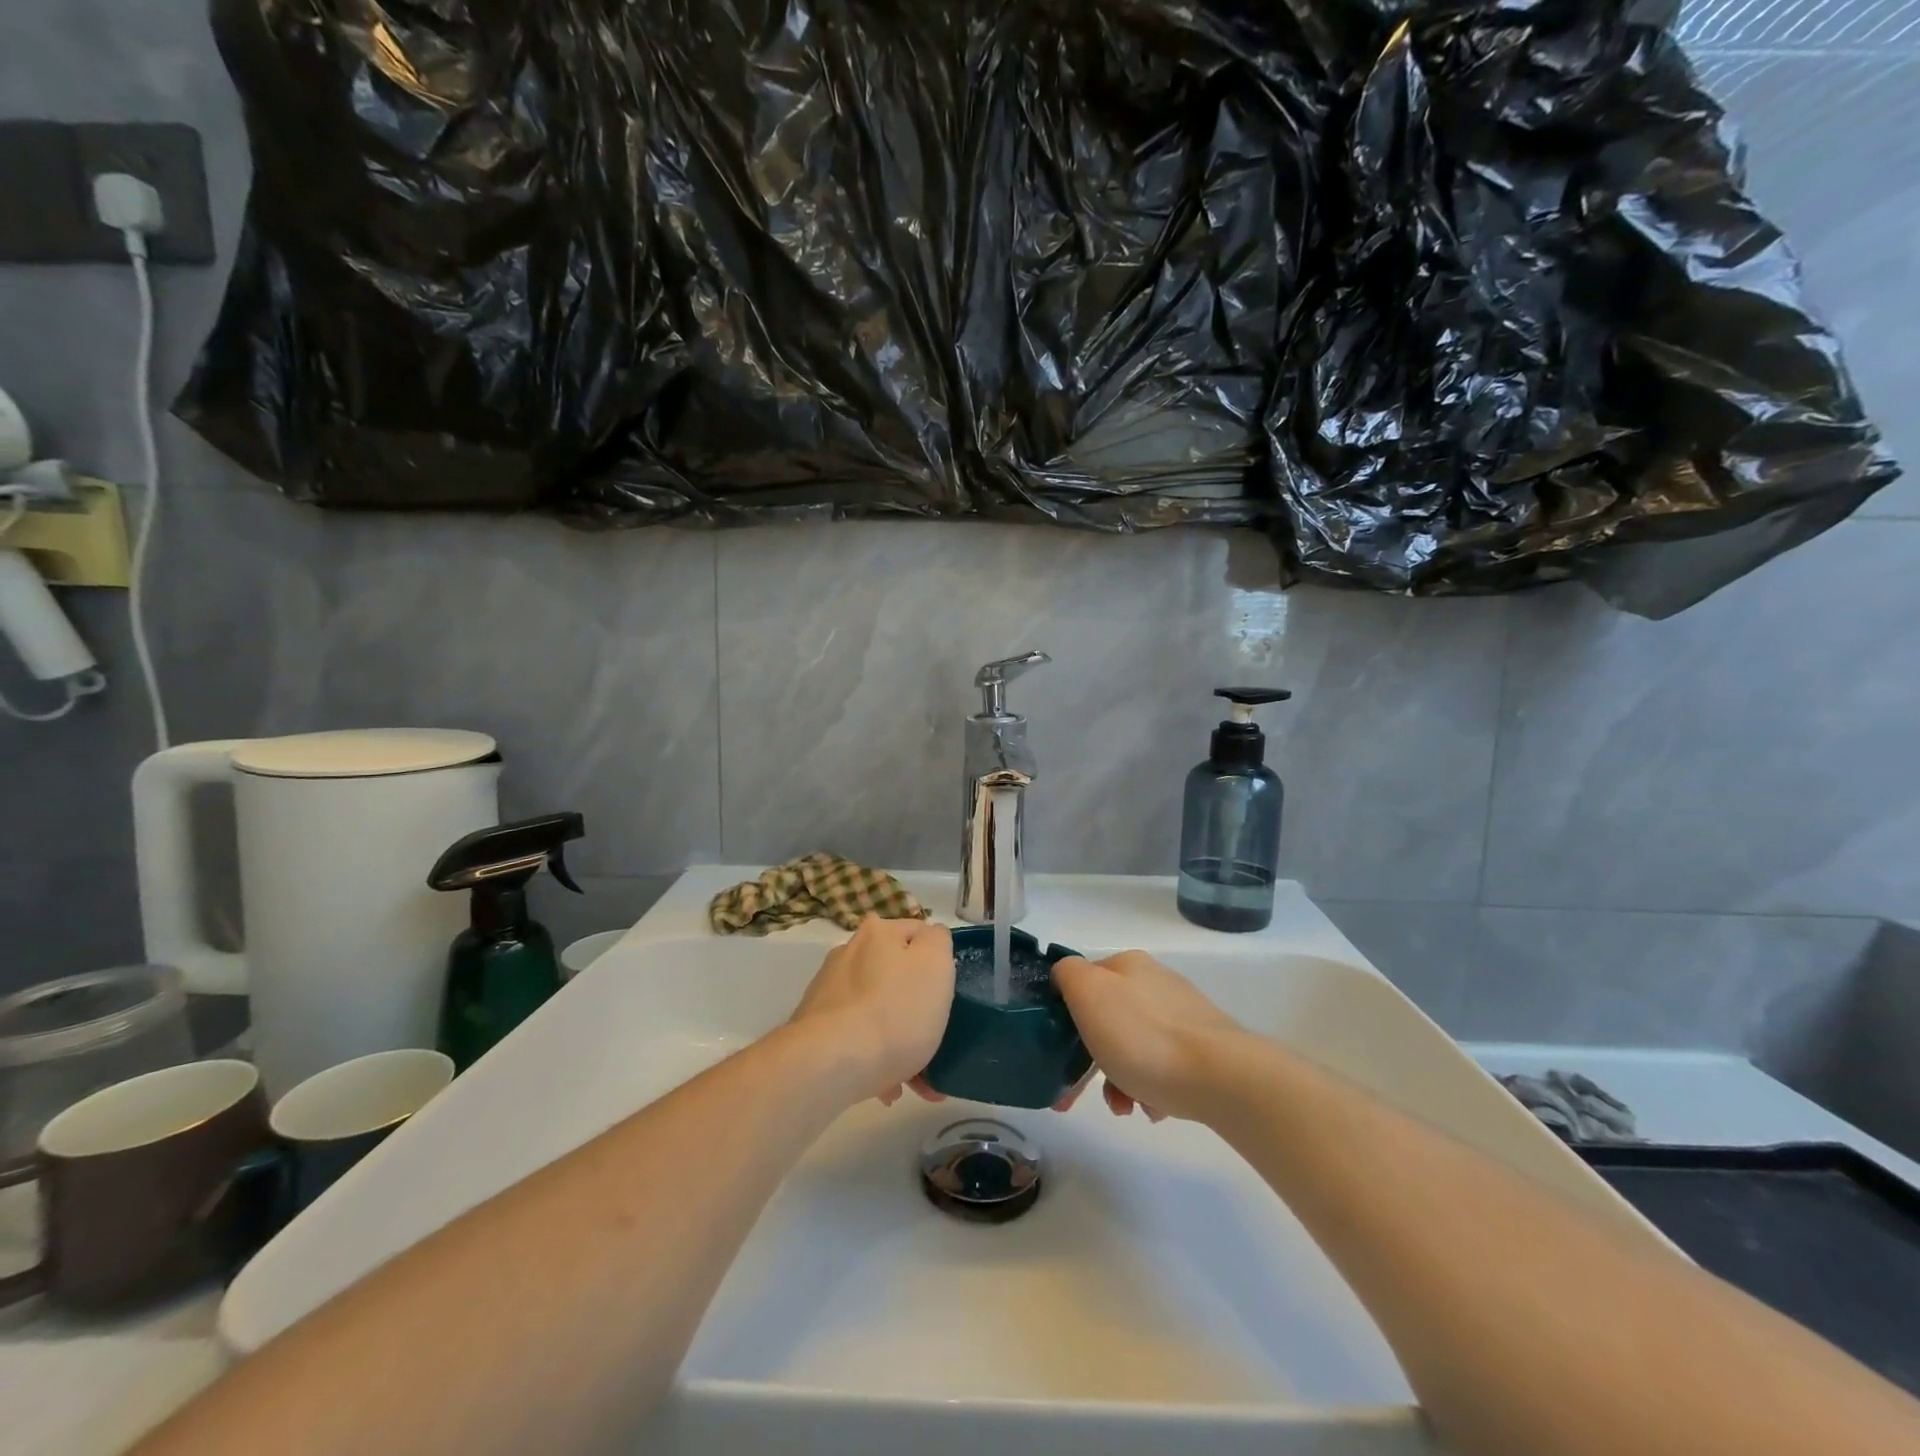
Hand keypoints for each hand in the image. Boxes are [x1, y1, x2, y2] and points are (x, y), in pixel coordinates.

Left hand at [790, 914, 953, 1105]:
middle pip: (896, 976)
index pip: (918, 934)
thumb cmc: (895, 1012)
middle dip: (917, 1008)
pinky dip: (875, 1058)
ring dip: (899, 1041)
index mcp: (877, 933)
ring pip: (878, 1011)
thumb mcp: (936, 965)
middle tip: (935, 1042)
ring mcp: (828, 992)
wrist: (831, 1064)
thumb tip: (929, 939)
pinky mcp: (815, 1028)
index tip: (948, 994)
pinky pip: (857, 1037)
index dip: (938, 962)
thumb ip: (939, 941)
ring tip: (915, 1082)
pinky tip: (888, 1089)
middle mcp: (848, 954)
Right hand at [1051, 951, 1241, 1120]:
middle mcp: (1156, 983)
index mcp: (1128, 964)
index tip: (1056, 1053)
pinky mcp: (1204, 1050)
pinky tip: (1152, 1107)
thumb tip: (1066, 977)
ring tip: (1125, 1107)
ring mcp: (1184, 1016)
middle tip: (1077, 1096)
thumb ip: (1067, 974)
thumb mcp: (1088, 993)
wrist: (1220, 1077)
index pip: (1083, 981)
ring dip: (1119, 1078)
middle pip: (1108, 1020)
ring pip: (1134, 1047)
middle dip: (1091, 1059)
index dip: (1065, 1016)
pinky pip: (1163, 1068)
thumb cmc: (1142, 1036)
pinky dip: (1150, 1088)